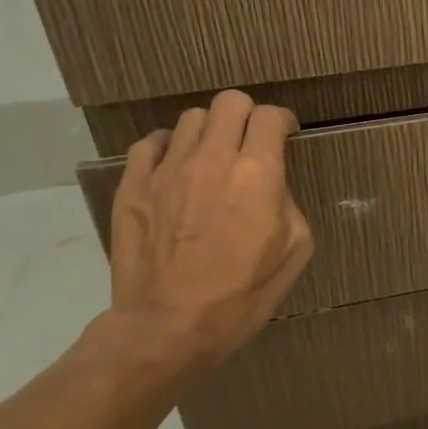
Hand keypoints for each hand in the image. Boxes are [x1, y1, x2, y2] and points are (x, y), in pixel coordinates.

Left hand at [105, 90, 313, 378]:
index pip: (270, 116)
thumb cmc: (242, 295)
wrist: (169, 326)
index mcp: (257, 173)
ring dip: (209, 132)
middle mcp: (212, 158)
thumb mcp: (294, 251)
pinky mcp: (133, 185)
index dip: (282, 122)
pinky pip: (150, 143)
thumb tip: (271, 187)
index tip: (284, 138)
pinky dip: (168, 148)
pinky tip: (175, 169)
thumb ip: (288, 203)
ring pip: (191, 118)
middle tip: (249, 142)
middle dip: (247, 115)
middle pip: (230, 102)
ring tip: (211, 158)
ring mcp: (167, 169)